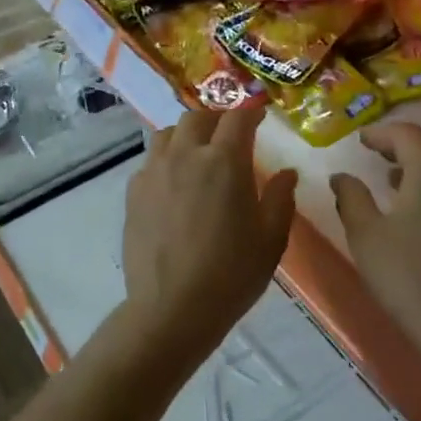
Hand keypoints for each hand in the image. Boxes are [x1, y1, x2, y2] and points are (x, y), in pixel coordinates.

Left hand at [119, 107, 297, 367]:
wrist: (172, 309)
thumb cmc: (231, 275)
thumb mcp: (271, 239)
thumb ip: (281, 198)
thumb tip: (286, 172)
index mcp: (224, 162)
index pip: (238, 118)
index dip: (251, 112)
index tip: (260, 117)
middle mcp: (186, 155)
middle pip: (198, 117)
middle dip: (217, 119)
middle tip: (230, 135)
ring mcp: (155, 171)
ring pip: (168, 132)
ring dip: (187, 134)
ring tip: (198, 153)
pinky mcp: (134, 192)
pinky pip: (151, 160)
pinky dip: (166, 159)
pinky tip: (174, 183)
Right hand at [330, 123, 420, 374]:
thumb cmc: (408, 275)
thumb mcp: (366, 234)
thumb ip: (351, 197)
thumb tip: (341, 176)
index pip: (407, 133)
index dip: (381, 133)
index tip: (360, 140)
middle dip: (401, 145)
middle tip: (374, 153)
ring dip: (419, 166)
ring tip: (391, 179)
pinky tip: (417, 208)